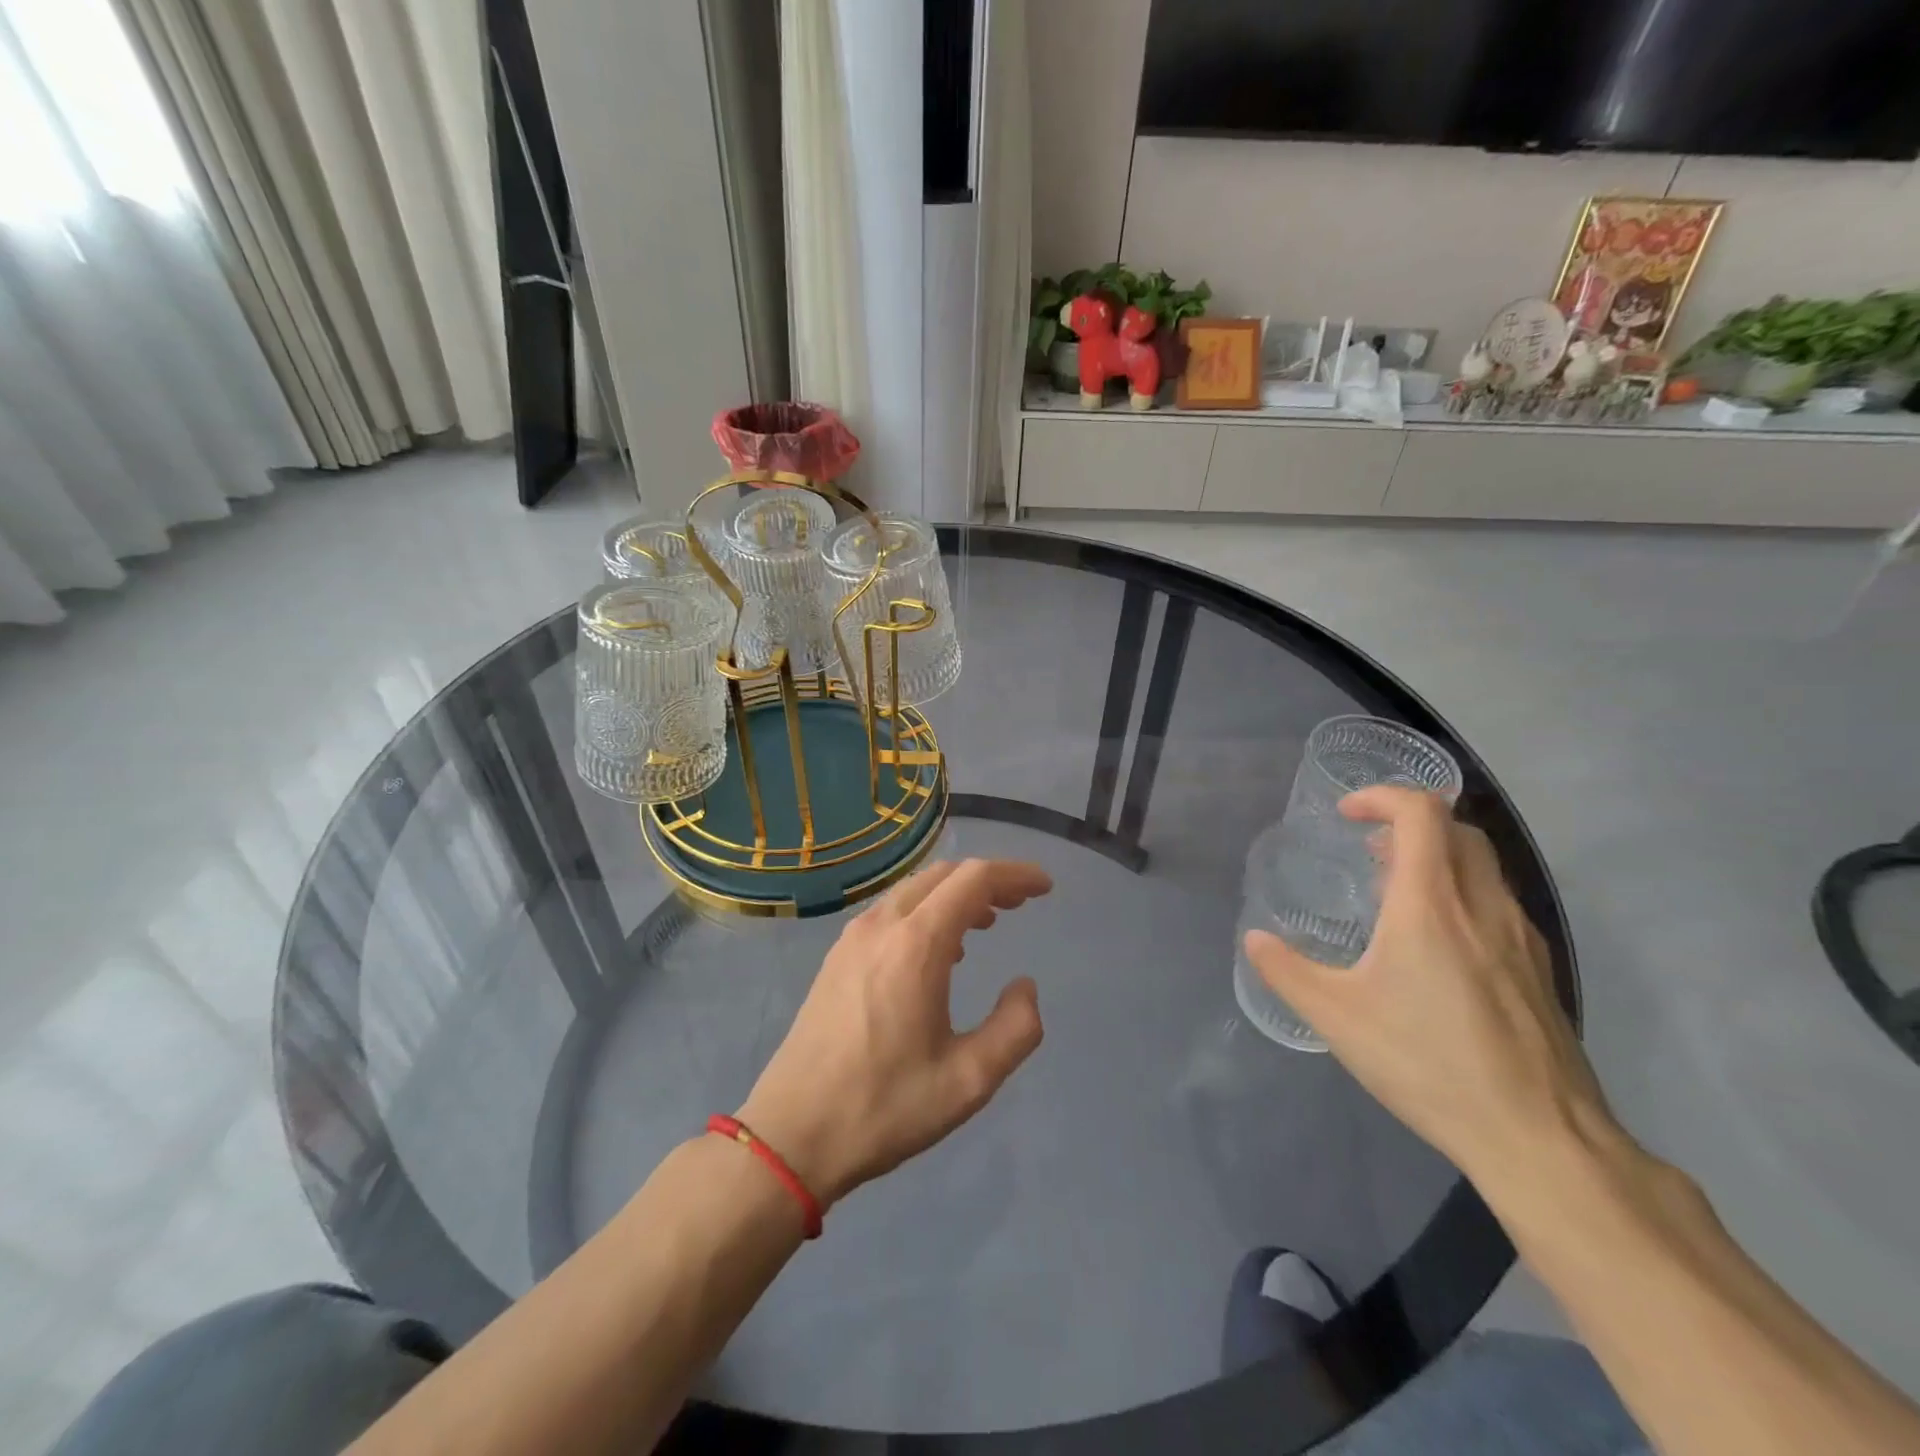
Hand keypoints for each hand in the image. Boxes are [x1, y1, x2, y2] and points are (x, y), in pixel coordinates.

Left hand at [736, 858, 1052, 1206]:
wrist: (790, 1134)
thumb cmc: (884, 1107)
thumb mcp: (968, 1080)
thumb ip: (1015, 1028)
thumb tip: (1025, 986)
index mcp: (916, 945)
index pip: (973, 880)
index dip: (1014, 875)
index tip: (1045, 888)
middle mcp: (882, 926)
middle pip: (943, 875)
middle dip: (987, 881)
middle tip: (1020, 904)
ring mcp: (853, 938)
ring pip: (914, 890)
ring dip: (954, 894)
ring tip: (987, 922)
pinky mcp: (837, 957)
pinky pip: (891, 911)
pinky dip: (926, 911)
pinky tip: (940, 950)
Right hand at [1242, 788, 1613, 1190]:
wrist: (1539, 1137)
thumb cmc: (1428, 1063)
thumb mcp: (1336, 1018)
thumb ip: (1286, 971)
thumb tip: (1254, 940)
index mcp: (1431, 904)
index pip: (1421, 813)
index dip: (1381, 797)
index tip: (1347, 815)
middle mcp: (1482, 905)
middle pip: (1457, 829)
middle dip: (1409, 822)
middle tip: (1369, 851)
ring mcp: (1520, 936)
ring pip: (1483, 865)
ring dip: (1437, 857)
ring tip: (1396, 894)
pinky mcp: (1539, 968)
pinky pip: (1497, 902)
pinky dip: (1461, 892)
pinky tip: (1437, 945)